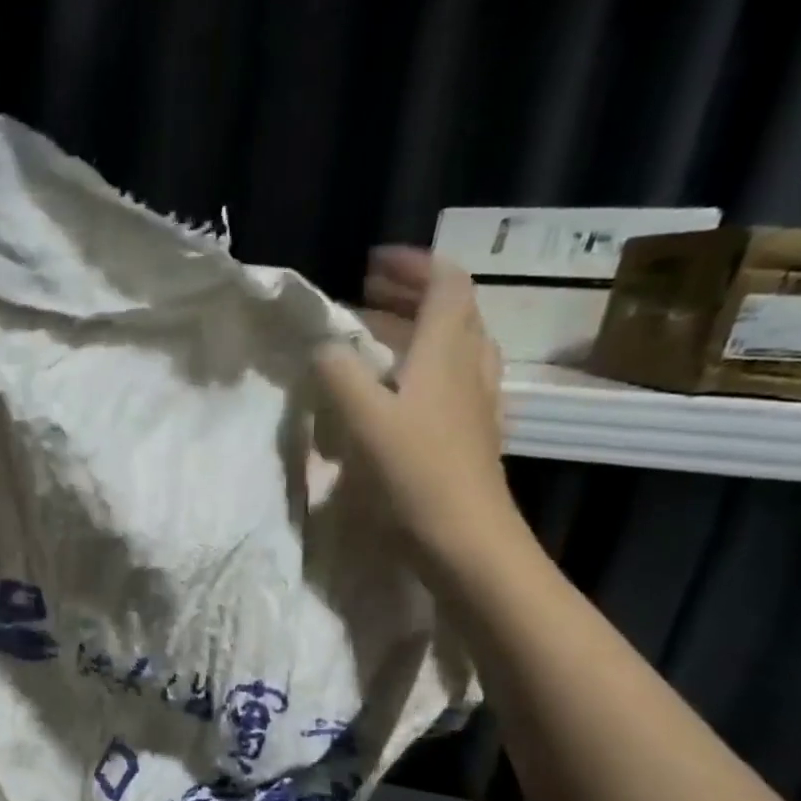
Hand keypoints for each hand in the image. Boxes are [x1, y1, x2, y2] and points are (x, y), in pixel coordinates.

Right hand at [315, 246, 522, 572]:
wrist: (466, 538)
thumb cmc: (414, 473)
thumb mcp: (363, 418)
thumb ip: (338, 374)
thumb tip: (323, 346)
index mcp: (447, 351)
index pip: (445, 282)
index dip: (413, 264)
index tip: (372, 263)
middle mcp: (470, 367)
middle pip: (453, 310)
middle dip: (411, 293)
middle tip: (368, 294)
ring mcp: (478, 402)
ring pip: (456, 346)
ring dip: (421, 329)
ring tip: (382, 337)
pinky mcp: (474, 434)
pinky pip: (454, 381)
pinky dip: (428, 367)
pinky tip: (404, 392)